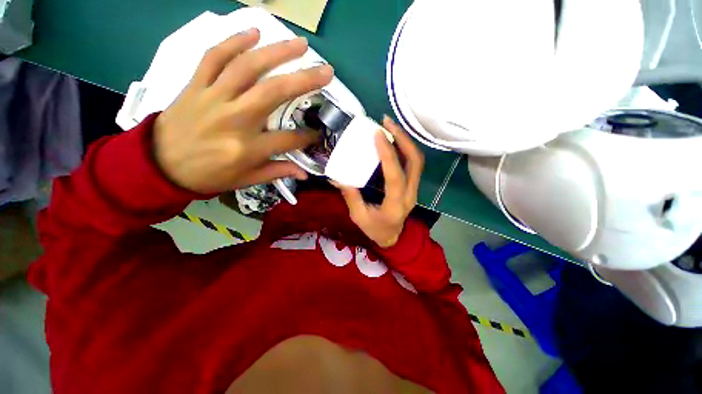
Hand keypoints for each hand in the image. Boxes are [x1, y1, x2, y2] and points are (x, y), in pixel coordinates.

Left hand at [153, 28, 333, 193]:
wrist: (159, 165)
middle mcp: (234, 119)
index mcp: (247, 149)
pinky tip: (254, 31)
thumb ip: (277, 172)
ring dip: (277, 52)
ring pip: (248, 67)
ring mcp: (213, 97)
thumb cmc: (208, 176)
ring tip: (300, 44)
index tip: (318, 134)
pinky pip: (214, 57)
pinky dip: (234, 41)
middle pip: (274, 92)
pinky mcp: (196, 85)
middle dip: (304, 80)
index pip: (288, 138)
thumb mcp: (246, 181)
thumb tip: (304, 173)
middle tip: (326, 71)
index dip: (308, 137)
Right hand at [334, 117, 424, 247]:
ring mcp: (414, 189)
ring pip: (416, 160)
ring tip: (389, 126)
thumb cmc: (375, 230)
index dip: (388, 153)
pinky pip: (412, 163)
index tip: (378, 134)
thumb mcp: (359, 217)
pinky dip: (404, 148)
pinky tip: (392, 140)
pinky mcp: (412, 185)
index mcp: (395, 205)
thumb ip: (351, 197)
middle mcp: (410, 194)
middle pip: (415, 162)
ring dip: (405, 140)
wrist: (393, 237)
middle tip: (386, 123)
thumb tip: (338, 177)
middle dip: (403, 138)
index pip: (395, 175)